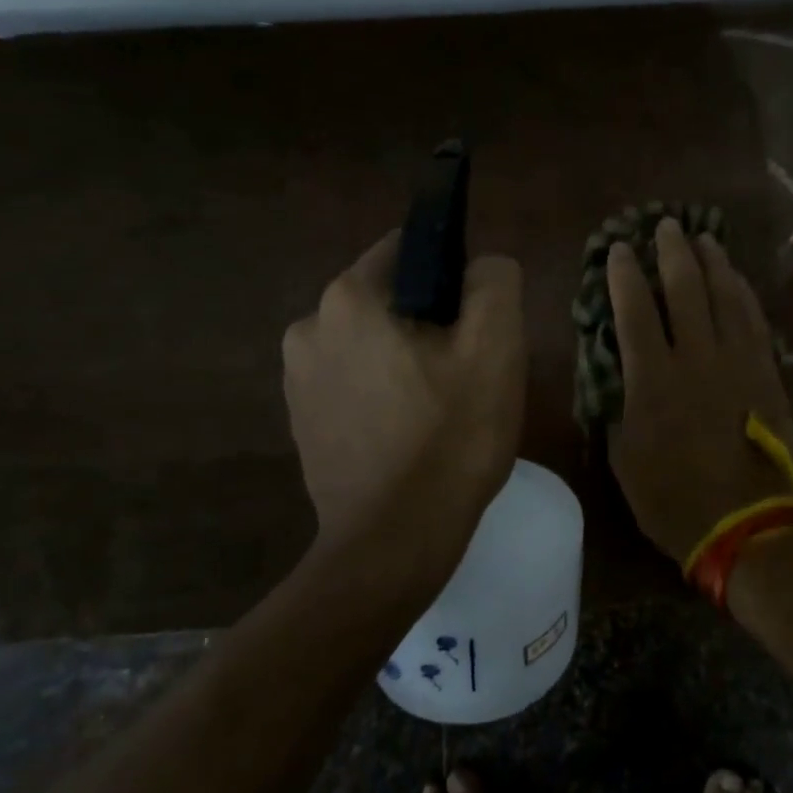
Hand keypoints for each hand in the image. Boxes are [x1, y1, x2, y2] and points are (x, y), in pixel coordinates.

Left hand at [283, 232, 525, 586]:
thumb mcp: (496, 348)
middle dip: (429, 322)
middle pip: (389, 299)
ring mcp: (296, 378)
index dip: (453, 277)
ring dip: (404, 359)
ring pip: (371, 342)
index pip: (409, 249)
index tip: (476, 323)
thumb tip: (481, 267)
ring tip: (439, 408)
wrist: (393, 542)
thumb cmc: (450, 438)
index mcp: (349, 298)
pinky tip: (408, 433)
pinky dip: (381, 392)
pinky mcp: (300, 420)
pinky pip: (352, 382)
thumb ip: (495, 282)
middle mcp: (308, 326)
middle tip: (466, 372)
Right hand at [606, 218, 792, 564]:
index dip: (625, 276)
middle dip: (671, 252)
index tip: (619, 249)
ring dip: (711, 263)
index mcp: (652, 379)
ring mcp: (736, 361)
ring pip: (724, 296)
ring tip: (702, 239)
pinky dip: (743, 294)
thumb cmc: (672, 497)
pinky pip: (755, 320)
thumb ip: (620, 408)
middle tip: (664, 226)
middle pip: (684, 289)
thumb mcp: (625, 457)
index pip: (634, 311)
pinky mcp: (766, 372)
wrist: (746, 523)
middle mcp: (695, 358)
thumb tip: (620, 378)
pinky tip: (736, 279)